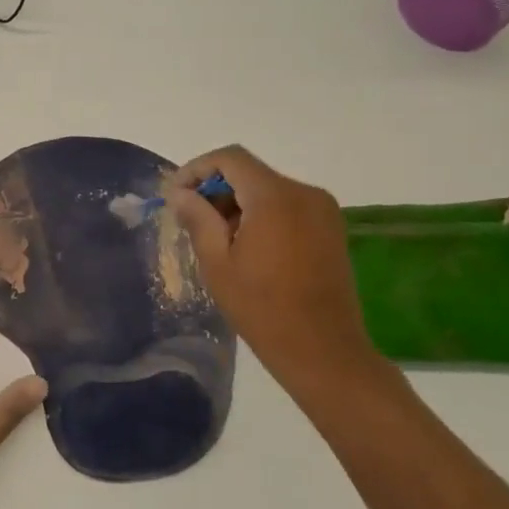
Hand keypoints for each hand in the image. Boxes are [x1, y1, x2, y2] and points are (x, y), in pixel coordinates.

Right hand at [166, 146, 385, 388]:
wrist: (323, 351)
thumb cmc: (262, 308)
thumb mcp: (217, 263)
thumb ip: (197, 218)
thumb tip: (179, 192)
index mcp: (275, 197)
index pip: (230, 158)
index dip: (197, 169)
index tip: (176, 195)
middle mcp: (304, 193)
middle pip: (250, 172)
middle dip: (216, 189)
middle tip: (192, 221)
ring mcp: (323, 210)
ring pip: (268, 189)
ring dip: (238, 203)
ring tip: (218, 239)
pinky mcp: (331, 228)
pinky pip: (287, 206)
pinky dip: (261, 214)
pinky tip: (247, 247)